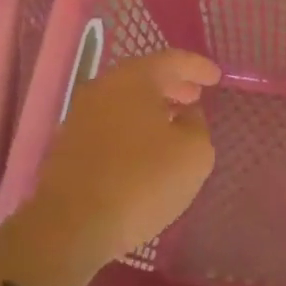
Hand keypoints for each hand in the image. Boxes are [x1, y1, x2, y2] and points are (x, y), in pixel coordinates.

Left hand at [26, 50, 220, 266]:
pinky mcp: (69, 145)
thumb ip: (197, 125)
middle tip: (195, 96)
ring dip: (151, 107)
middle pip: (144, 77)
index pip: (172, 60)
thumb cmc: (142, 180)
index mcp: (134, 79)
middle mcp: (103, 88)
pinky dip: (132, 126)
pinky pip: (110, 123)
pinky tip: (145, 148)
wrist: (71, 225)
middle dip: (173, 85)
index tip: (216, 77)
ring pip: (124, 100)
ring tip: (174, 122)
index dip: (197, 67)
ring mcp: (80, 116)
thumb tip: (187, 115)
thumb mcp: (194, 154)